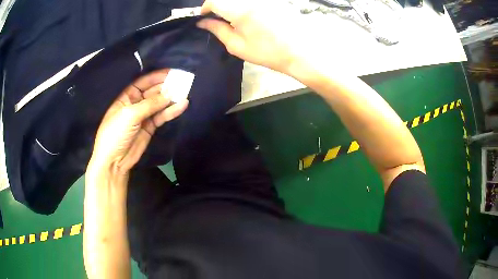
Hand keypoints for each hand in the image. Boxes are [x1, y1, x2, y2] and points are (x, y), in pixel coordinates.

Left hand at [88, 70, 188, 175]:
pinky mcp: (150, 127)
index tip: (172, 72)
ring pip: (159, 103)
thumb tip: (170, 94)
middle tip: (183, 81)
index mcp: (126, 96)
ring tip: (186, 91)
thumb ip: (150, 104)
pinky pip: (162, 116)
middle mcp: (135, 103)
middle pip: (153, 91)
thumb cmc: (115, 133)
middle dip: (166, 86)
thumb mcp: (129, 115)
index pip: (143, 82)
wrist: (114, 161)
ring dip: (171, 98)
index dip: (156, 76)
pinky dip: (172, 111)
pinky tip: (182, 105)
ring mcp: (143, 116)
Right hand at [197, 0, 303, 74]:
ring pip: (239, 0)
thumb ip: (217, 30)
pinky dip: (244, 5)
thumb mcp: (237, 45)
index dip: (205, 7)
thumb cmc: (267, 52)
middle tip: (218, 19)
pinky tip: (249, 17)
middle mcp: (251, 0)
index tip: (204, 16)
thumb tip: (202, 22)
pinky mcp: (272, 0)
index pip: (214, 0)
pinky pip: (251, 1)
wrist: (299, 51)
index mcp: (240, 10)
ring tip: (234, 19)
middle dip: (218, 5)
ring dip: (231, 6)